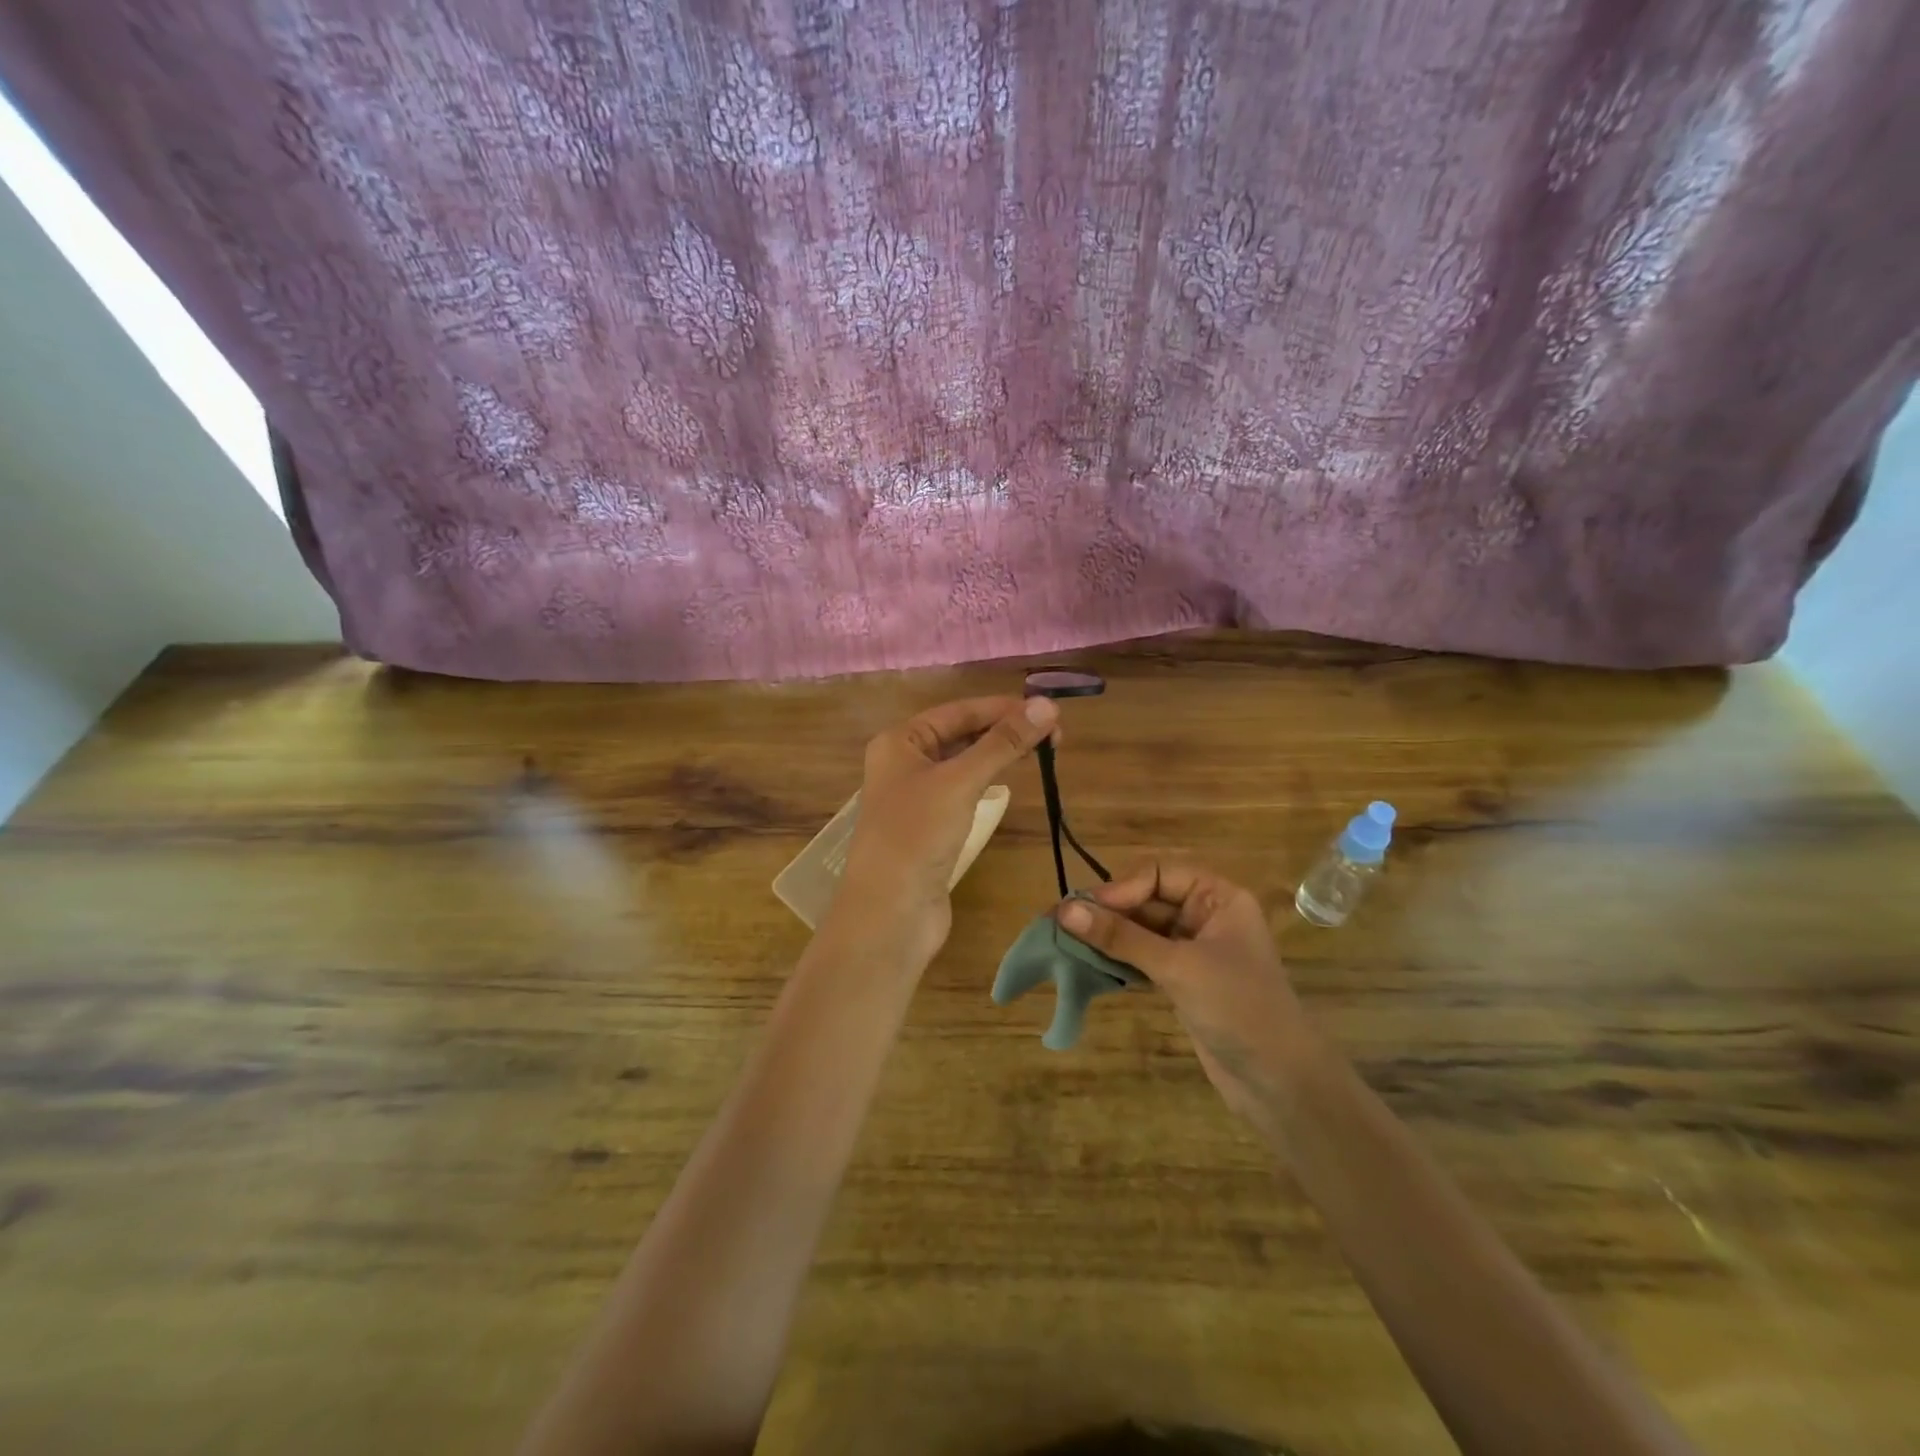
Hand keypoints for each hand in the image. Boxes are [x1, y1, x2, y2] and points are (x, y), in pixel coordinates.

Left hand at [834, 695, 1059, 965]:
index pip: (958, 711)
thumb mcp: (960, 782)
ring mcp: (916, 798)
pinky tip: (1009, 782)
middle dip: (1004, 731)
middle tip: (1054, 735)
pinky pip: (963, 793)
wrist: (890, 913)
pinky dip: (987, 783)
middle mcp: (904, 763)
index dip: (1003, 708)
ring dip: (998, 755)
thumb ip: (1002, 743)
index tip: (1048, 711)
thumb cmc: (917, 836)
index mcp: (900, 742)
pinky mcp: (930, 828)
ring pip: (964, 764)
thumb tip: (1046, 705)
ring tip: (1041, 752)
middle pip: (961, 735)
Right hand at [1058, 860, 1317, 1124]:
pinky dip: (1118, 960)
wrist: (1280, 1082)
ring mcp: (1194, 949)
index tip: (1082, 910)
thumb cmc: (1237, 1007)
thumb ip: (1121, 937)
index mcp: (1218, 897)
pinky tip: (1089, 966)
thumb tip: (1065, 910)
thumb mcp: (1178, 967)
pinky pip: (1143, 958)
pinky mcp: (1184, 980)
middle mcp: (1206, 915)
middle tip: (1059, 924)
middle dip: (1107, 912)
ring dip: (1107, 937)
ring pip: (1141, 931)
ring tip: (1065, 943)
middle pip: (1146, 900)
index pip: (1157, 874)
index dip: (1119, 888)